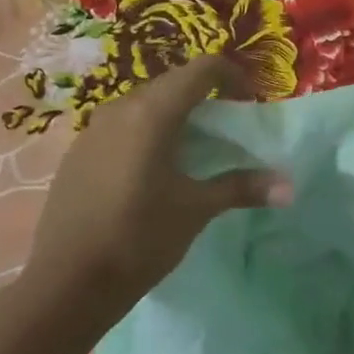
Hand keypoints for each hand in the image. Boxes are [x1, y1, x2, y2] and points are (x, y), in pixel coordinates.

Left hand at [24, 53, 289, 321]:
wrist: (64, 284)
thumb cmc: (138, 239)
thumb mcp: (195, 210)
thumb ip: (242, 188)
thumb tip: (288, 186)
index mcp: (152, 112)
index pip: (202, 69)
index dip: (233, 76)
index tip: (250, 100)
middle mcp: (120, 108)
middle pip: (172, 82)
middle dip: (205, 95)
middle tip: (228, 125)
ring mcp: (93, 128)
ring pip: (144, 103)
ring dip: (174, 113)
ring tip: (193, 147)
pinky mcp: (77, 151)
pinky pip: (122, 124)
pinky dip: (147, 131)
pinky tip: (152, 169)